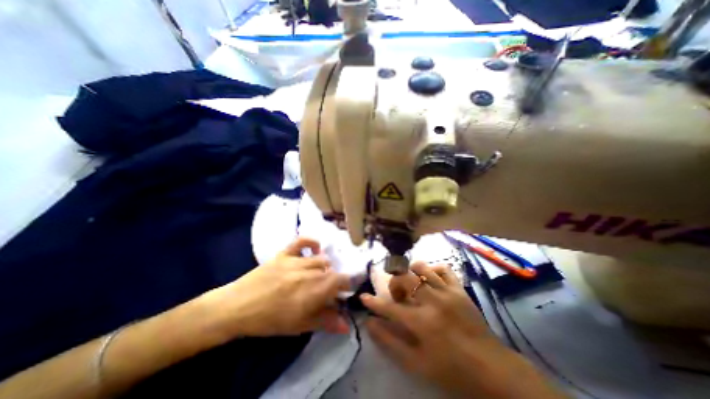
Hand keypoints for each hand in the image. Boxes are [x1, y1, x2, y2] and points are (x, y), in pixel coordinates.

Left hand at [204, 237, 350, 338]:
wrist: (237, 307)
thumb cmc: (270, 320)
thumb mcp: (299, 326)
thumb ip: (326, 322)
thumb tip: (347, 325)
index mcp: (316, 290)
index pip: (342, 280)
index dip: (346, 285)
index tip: (342, 293)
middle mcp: (310, 271)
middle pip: (332, 270)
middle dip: (333, 280)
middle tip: (325, 290)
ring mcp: (297, 260)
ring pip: (321, 258)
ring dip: (323, 267)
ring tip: (316, 276)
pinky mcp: (285, 253)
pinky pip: (302, 241)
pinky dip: (311, 243)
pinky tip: (314, 250)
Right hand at [361, 261, 566, 398]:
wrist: (492, 369)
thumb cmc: (451, 370)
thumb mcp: (417, 364)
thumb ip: (390, 343)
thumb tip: (370, 324)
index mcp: (421, 322)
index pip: (388, 308)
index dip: (373, 302)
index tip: (363, 297)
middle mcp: (432, 301)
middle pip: (404, 278)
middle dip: (394, 282)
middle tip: (396, 293)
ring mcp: (447, 292)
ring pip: (422, 268)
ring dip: (411, 272)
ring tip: (413, 284)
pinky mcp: (459, 289)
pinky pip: (443, 269)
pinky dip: (433, 270)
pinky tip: (431, 279)